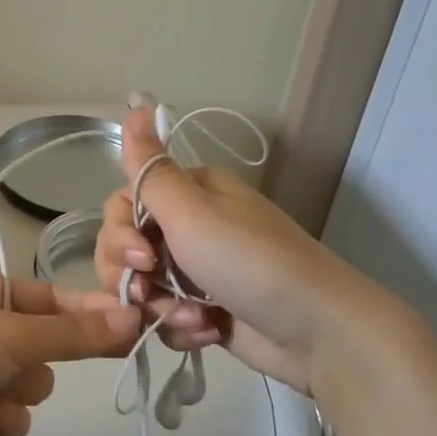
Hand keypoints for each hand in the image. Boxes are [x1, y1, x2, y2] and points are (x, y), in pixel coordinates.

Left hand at [0, 272, 140, 435]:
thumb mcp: (14, 333)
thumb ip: (76, 332)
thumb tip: (135, 317)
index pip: (52, 297)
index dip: (88, 310)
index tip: (132, 321)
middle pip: (47, 347)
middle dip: (35, 361)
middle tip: (20, 363)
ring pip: (32, 387)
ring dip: (13, 394)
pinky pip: (12, 421)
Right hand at [93, 106, 397, 398]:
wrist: (318, 332)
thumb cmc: (250, 262)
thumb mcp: (192, 211)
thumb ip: (150, 168)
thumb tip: (134, 103)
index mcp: (188, 193)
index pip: (122, 205)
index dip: (118, 233)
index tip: (140, 256)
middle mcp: (189, 227)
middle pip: (124, 248)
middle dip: (131, 276)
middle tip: (151, 292)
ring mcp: (196, 271)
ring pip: (141, 287)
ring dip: (159, 307)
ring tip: (195, 318)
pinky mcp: (204, 309)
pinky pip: (165, 316)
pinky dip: (179, 326)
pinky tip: (206, 332)